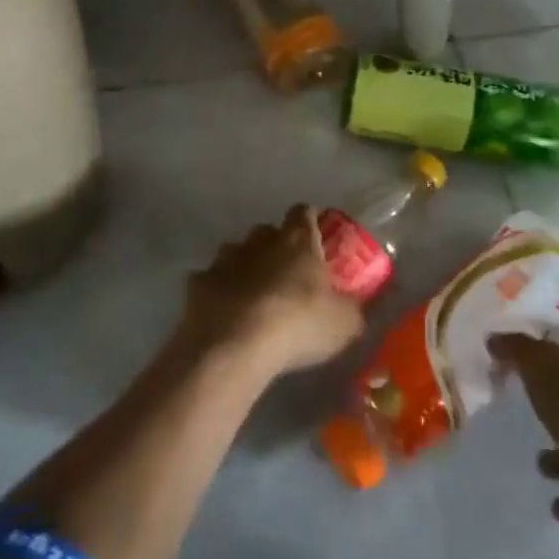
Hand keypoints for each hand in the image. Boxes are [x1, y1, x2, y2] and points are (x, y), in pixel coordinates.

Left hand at [178, 207, 365, 379]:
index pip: (304, 212)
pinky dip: (219, 293)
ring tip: (254, 297)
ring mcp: (225, 258)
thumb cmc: (298, 324)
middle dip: (276, 248)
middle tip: (287, 276)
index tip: (318, 239)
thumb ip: (353, 309)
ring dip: (246, 268)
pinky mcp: (198, 282)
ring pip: (237, 252)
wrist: (234, 346)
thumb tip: (360, 307)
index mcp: (297, 240)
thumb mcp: (344, 323)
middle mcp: (260, 239)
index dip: (311, 222)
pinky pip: (212, 281)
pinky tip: (225, 315)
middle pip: (269, 232)